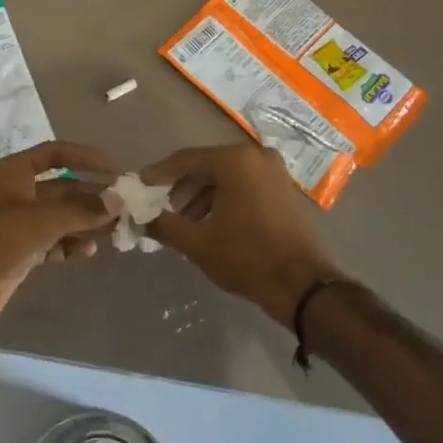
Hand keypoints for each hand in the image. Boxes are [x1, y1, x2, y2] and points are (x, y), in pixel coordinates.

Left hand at [0, 141, 123, 341]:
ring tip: (114, 231)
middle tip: (124, 207)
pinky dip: (69, 244)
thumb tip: (118, 200)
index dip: (86, 158)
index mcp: (14, 172)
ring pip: (58, 217)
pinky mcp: (18, 252)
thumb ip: (82, 210)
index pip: (56, 154)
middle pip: (61, 188)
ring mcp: (16, 224)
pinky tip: (88, 251)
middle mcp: (16, 192)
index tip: (115, 169)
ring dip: (84, 222)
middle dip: (90, 197)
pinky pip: (51, 242)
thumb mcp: (42, 220)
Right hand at [144, 145, 345, 326]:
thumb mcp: (198, 243)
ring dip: (201, 197)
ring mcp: (273, 171)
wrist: (303, 287)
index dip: (159, 174)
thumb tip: (139, 217)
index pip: (186, 159)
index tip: (139, 186)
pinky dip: (223, 199)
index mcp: (235, 160)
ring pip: (225, 177)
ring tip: (184, 223)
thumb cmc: (247, 258)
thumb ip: (163, 225)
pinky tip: (209, 223)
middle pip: (206, 166)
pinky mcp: (282, 188)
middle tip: (161, 209)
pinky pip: (243, 185)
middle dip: (181, 188)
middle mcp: (255, 156)